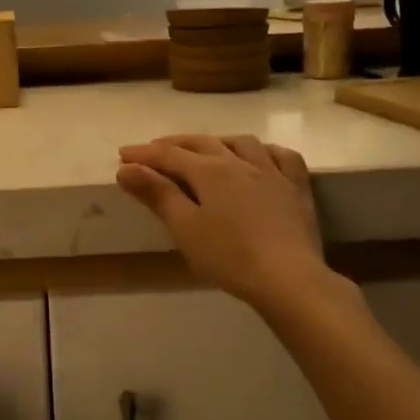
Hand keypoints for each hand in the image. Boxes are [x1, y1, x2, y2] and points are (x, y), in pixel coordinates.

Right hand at [117, 134, 332, 307]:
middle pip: (202, 144)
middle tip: (153, 150)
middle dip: (174, 144)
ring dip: (216, 141)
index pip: (169, 155)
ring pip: (241, 143)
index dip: (144, 154)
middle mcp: (239, 162)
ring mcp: (272, 173)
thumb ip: (157, 194)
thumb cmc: (229, 256)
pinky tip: (260, 156)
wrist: (288, 278)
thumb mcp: (185, 228)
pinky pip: (282, 157)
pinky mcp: (296, 189)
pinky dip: (265, 151)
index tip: (123, 155)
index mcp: (209, 171)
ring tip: (203, 148)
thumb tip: (126, 168)